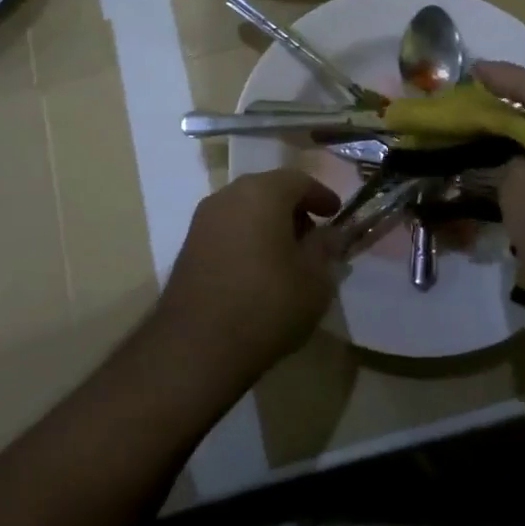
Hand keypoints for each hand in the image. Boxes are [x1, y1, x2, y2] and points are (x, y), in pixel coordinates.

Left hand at [155, 170, 340, 382]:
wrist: (196, 345)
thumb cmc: (266, 304)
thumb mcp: (314, 280)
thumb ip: (325, 249)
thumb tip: (331, 234)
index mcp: (262, 192)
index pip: (299, 180)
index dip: (321, 196)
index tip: (336, 214)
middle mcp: (229, 195)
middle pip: (269, 190)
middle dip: (294, 209)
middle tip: (313, 236)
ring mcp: (203, 220)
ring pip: (245, 209)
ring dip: (268, 224)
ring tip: (287, 256)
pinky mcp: (188, 246)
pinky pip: (227, 230)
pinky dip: (247, 238)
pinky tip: (258, 269)